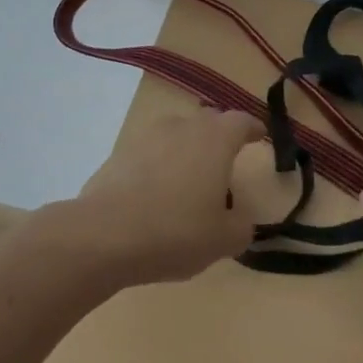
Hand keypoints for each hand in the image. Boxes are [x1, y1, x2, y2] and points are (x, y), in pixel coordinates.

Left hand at [68, 110, 261, 284]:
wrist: (103, 235)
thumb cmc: (175, 231)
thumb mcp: (222, 240)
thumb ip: (241, 227)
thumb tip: (241, 221)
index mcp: (216, 139)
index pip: (241, 121)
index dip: (253, 128)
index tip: (259, 136)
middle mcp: (183, 127)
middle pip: (208, 121)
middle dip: (220, 137)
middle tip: (225, 162)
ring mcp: (147, 136)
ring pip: (176, 134)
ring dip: (186, 150)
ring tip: (188, 181)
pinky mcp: (119, 153)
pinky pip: (149, 153)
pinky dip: (158, 165)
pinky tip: (155, 195)